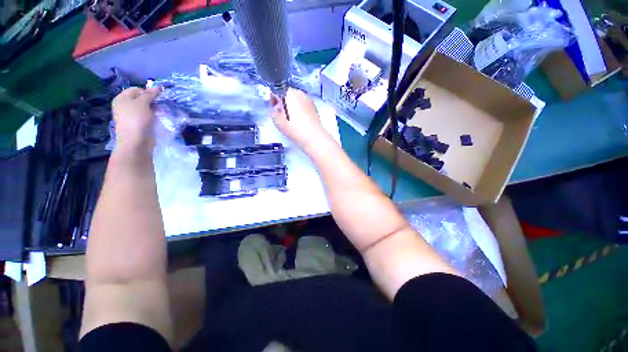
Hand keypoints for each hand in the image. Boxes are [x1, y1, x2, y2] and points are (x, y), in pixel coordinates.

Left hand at [111, 87, 160, 151]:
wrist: (135, 140)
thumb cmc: (137, 119)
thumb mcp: (143, 103)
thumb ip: (150, 94)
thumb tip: (158, 87)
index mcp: (122, 98)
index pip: (137, 89)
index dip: (148, 92)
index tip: (158, 97)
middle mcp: (124, 105)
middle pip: (140, 99)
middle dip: (151, 101)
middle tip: (160, 105)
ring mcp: (130, 116)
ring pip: (145, 108)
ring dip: (154, 109)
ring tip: (160, 113)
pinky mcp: (137, 124)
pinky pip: (146, 116)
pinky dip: (152, 117)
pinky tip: (157, 119)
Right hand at [271, 88, 330, 150]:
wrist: (316, 138)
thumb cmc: (297, 130)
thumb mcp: (280, 124)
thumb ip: (274, 115)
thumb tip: (273, 110)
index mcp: (291, 95)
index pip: (278, 90)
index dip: (274, 99)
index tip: (273, 108)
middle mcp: (301, 93)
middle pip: (288, 94)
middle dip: (283, 101)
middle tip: (281, 114)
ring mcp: (309, 100)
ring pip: (296, 99)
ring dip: (291, 105)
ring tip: (290, 118)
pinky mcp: (314, 107)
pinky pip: (303, 104)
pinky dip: (299, 109)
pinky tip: (299, 120)